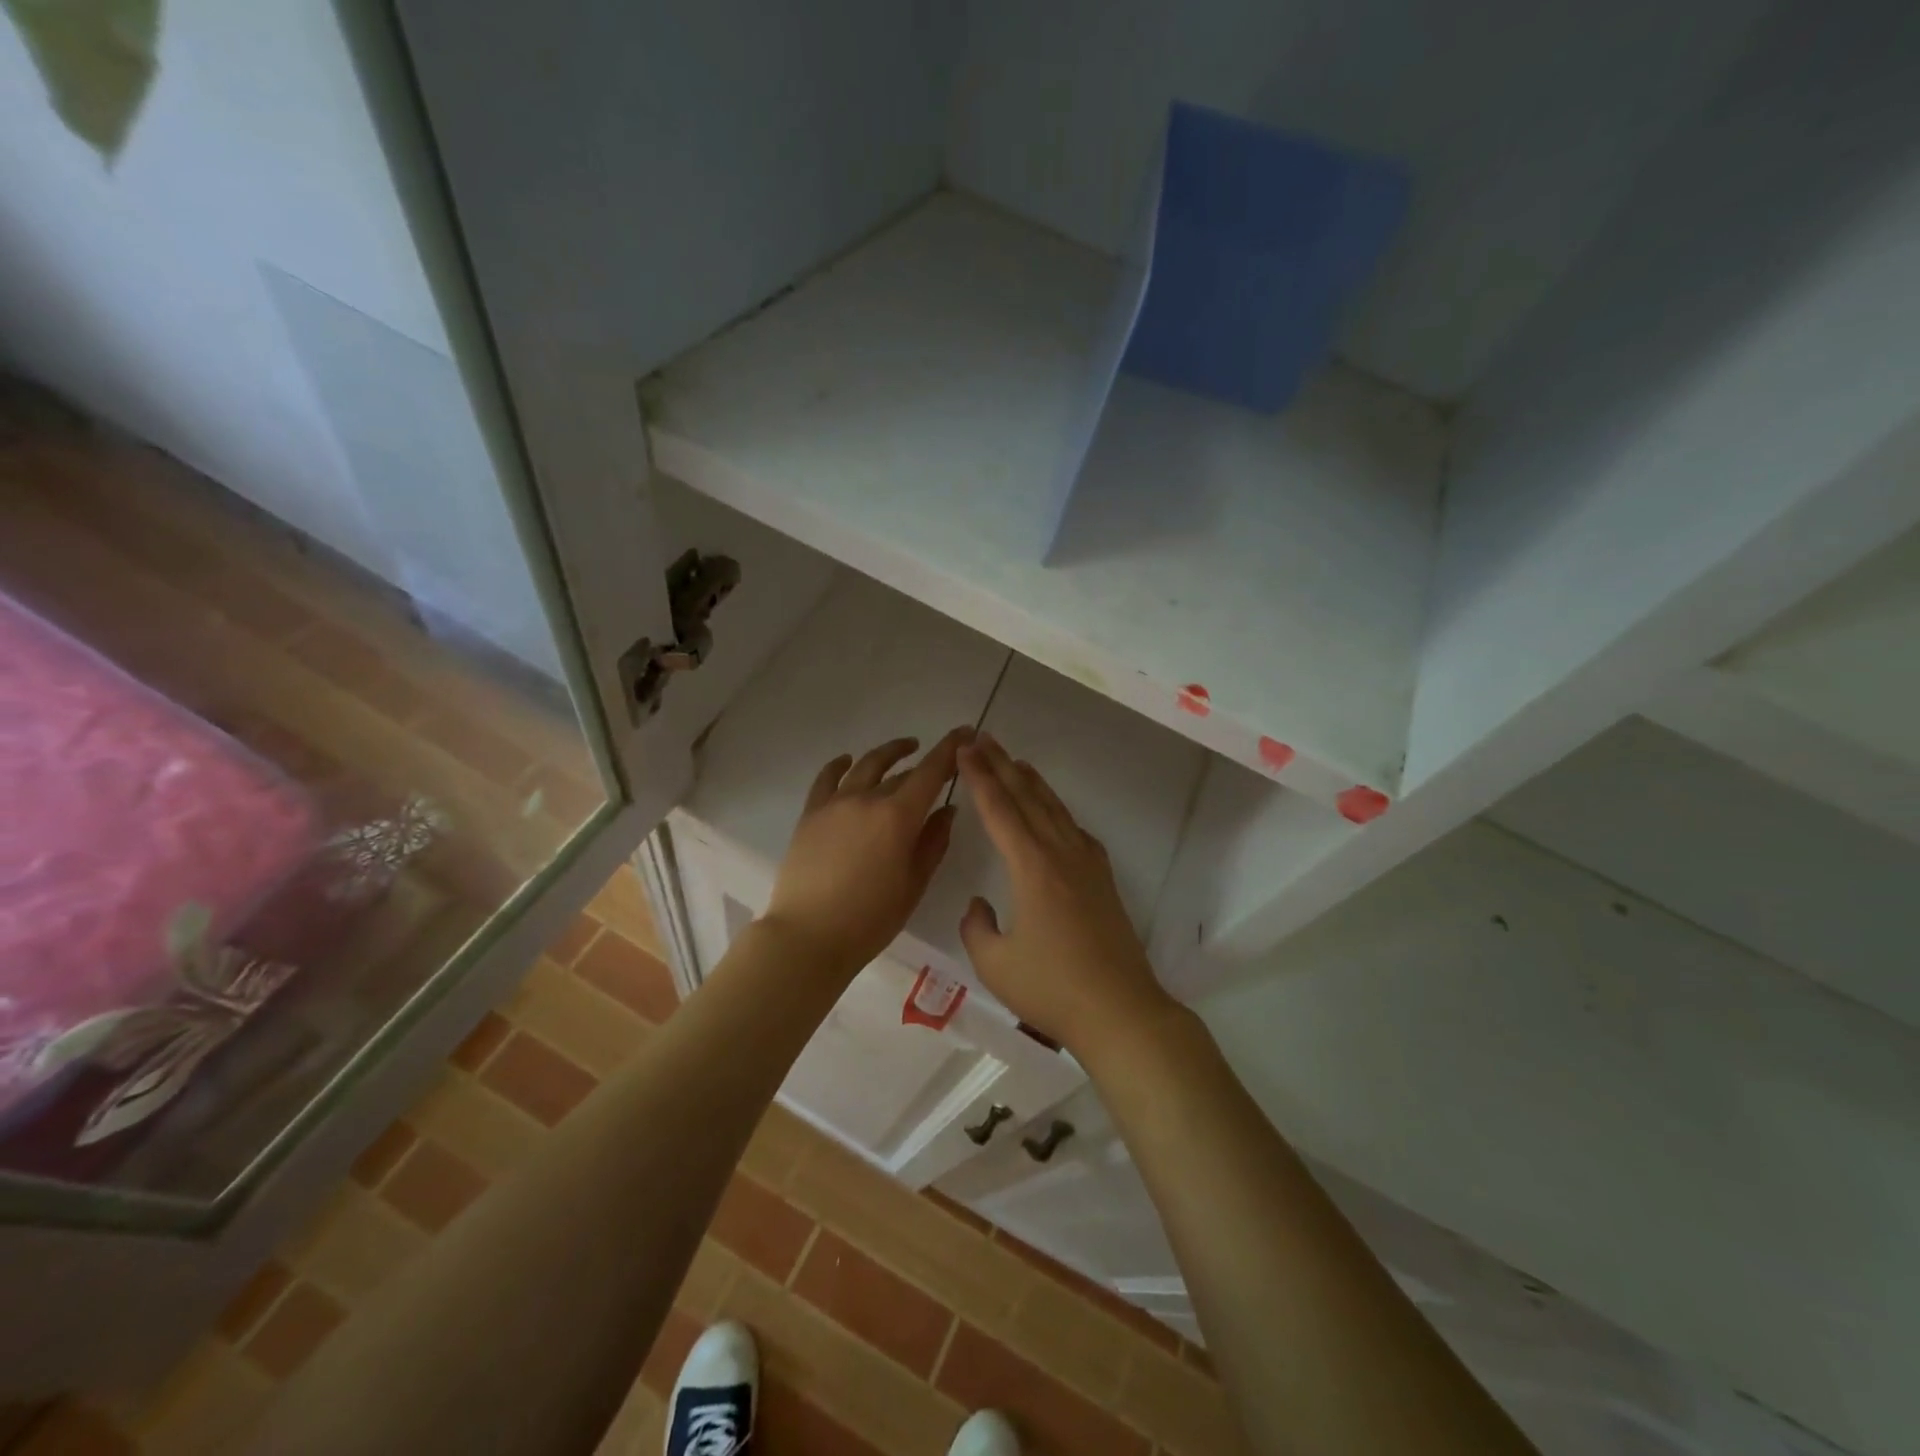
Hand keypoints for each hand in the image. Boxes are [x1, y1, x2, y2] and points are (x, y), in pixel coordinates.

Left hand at [762, 728, 972, 974]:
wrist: (808, 936)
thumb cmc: (871, 918)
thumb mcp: (914, 883)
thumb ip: (933, 841)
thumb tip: (947, 809)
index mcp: (898, 816)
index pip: (930, 771)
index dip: (950, 748)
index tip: (965, 732)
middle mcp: (867, 799)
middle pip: (901, 772)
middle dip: (924, 762)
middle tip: (940, 760)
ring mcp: (835, 803)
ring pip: (865, 766)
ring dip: (888, 753)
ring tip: (904, 749)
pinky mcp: (811, 814)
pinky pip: (826, 778)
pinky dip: (840, 764)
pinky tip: (847, 760)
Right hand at [956, 734, 1176, 1055]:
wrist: (1119, 1010)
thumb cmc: (1052, 989)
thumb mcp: (994, 963)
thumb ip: (977, 927)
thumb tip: (981, 904)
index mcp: (1032, 867)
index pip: (999, 810)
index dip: (979, 777)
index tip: (964, 750)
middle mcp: (1061, 854)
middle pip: (1027, 798)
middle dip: (1002, 766)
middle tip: (982, 739)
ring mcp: (1087, 864)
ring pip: (1055, 809)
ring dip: (1031, 782)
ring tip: (1014, 760)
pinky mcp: (1103, 880)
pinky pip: (1074, 830)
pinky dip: (1057, 810)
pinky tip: (1053, 812)